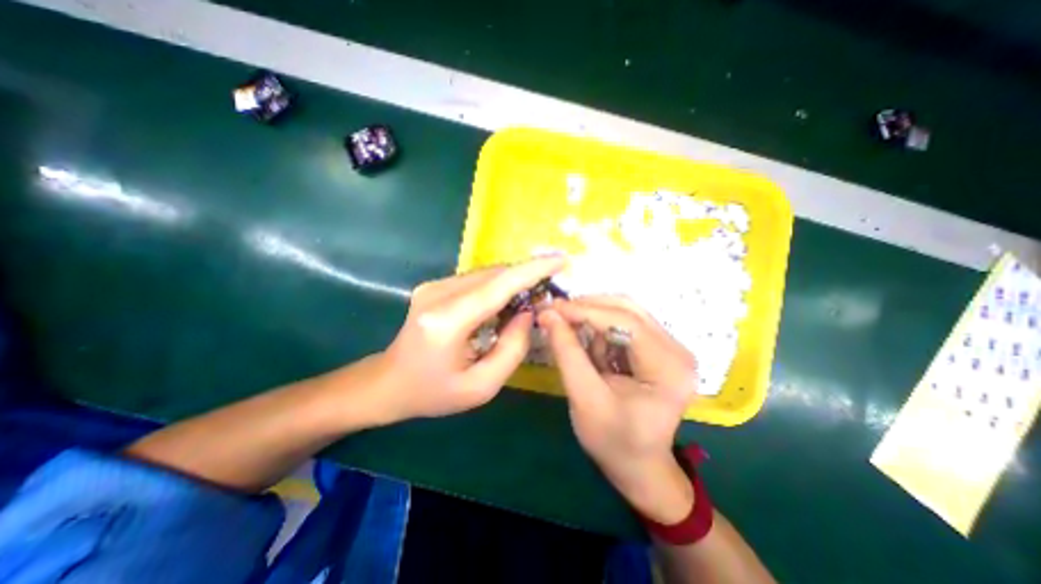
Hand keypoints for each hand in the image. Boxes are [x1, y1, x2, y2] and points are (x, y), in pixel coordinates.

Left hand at [375, 258, 565, 422]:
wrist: (389, 383)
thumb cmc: (434, 392)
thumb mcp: (481, 387)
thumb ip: (512, 349)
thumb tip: (528, 313)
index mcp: (447, 322)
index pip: (499, 285)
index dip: (533, 270)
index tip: (560, 261)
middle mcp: (438, 294)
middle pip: (494, 275)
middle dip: (527, 277)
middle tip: (550, 289)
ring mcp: (434, 286)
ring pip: (487, 274)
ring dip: (513, 282)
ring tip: (530, 299)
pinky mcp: (434, 286)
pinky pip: (476, 280)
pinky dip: (497, 287)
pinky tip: (505, 304)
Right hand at [538, 298, 697, 521]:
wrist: (639, 466)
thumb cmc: (614, 441)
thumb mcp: (584, 398)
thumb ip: (566, 352)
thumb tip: (548, 314)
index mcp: (668, 368)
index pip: (626, 322)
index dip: (585, 310)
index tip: (552, 308)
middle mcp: (676, 350)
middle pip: (628, 309)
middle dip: (588, 308)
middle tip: (556, 313)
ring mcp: (670, 347)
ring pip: (625, 312)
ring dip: (593, 318)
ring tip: (570, 333)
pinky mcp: (658, 348)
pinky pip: (625, 324)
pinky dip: (601, 329)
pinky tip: (591, 349)